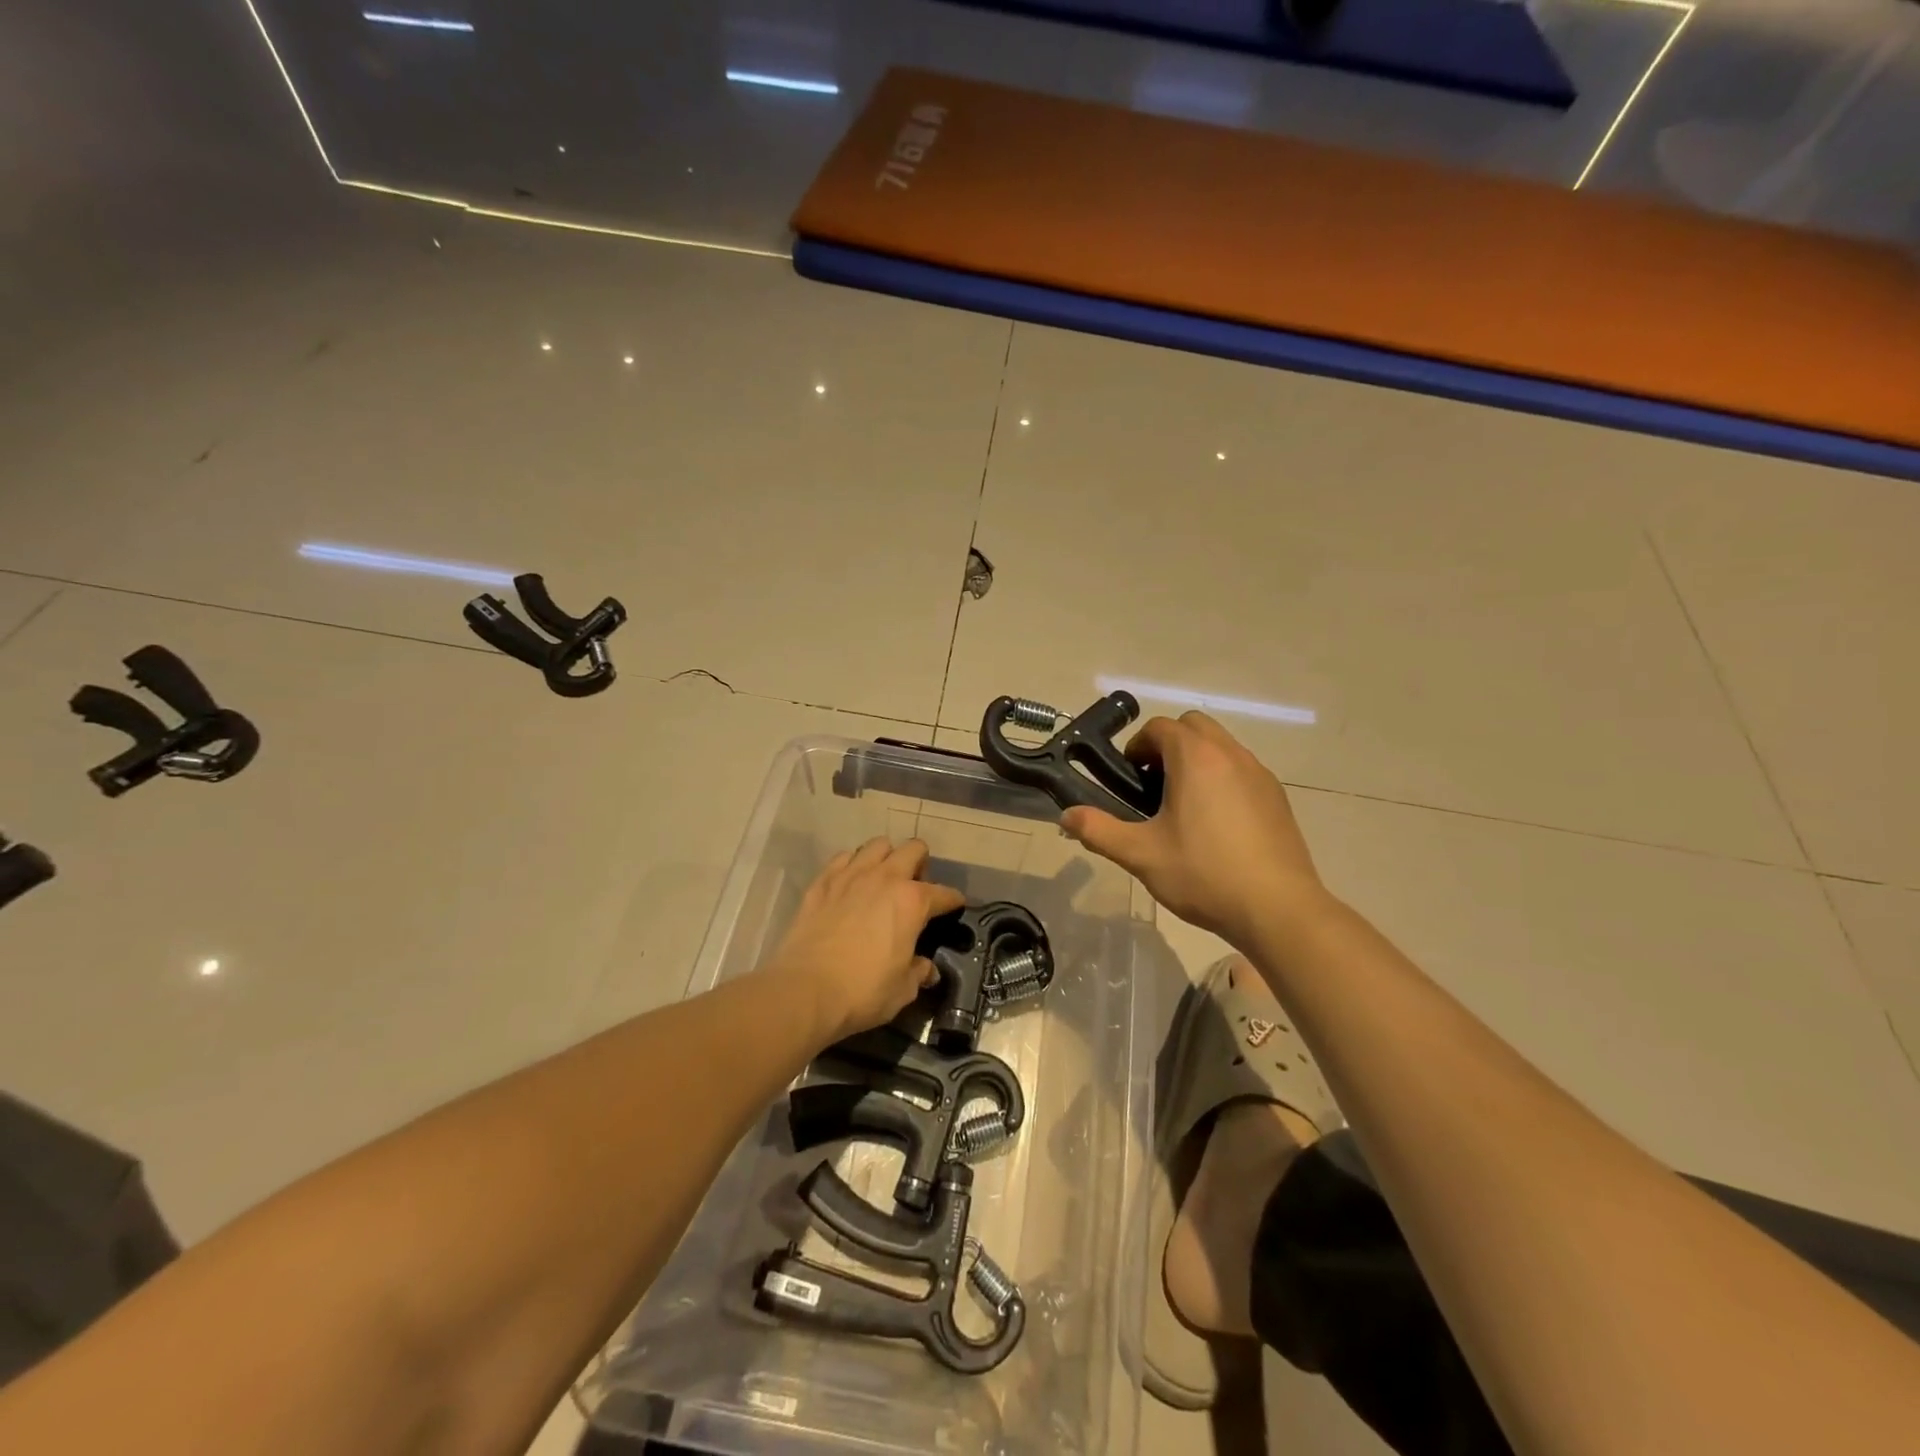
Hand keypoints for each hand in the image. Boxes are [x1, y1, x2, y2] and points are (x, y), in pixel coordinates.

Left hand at [761, 837, 965, 1046]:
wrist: (805, 990)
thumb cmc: (863, 991)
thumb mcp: (903, 989)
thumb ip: (918, 972)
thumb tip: (926, 969)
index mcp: (913, 901)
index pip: (944, 893)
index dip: (953, 901)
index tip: (955, 906)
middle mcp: (885, 878)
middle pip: (913, 849)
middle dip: (921, 863)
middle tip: (916, 887)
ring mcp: (850, 875)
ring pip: (877, 845)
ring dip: (886, 858)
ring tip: (883, 879)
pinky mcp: (822, 882)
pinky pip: (843, 858)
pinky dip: (852, 865)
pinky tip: (850, 883)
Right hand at [1061, 712, 1327, 947]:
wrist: (1278, 909)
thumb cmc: (1203, 874)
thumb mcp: (1140, 855)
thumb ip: (1098, 830)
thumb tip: (1066, 816)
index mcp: (1195, 758)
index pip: (1160, 727)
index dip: (1137, 746)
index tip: (1129, 778)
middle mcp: (1230, 754)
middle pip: (1193, 726)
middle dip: (1168, 745)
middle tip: (1153, 786)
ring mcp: (1259, 774)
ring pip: (1221, 746)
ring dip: (1197, 760)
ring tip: (1183, 807)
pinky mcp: (1277, 797)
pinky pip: (1242, 770)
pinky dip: (1223, 779)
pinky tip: (1217, 824)